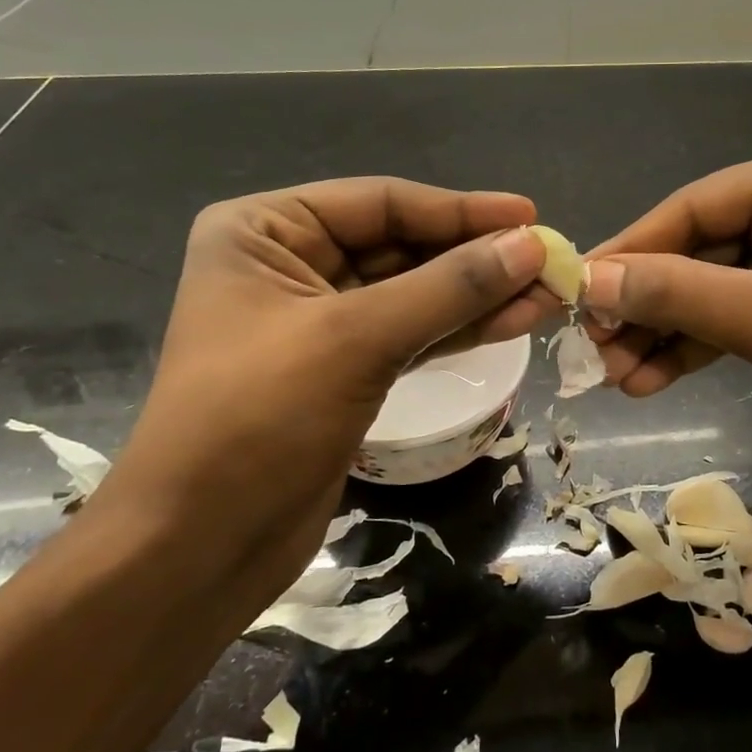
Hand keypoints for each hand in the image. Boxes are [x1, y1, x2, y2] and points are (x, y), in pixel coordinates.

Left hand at [102, 179, 546, 575]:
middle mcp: (291, 264)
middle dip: (477, 257)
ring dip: (480, 295)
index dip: (461, 210)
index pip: (382, 203)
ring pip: (416, 294)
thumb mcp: (357, 339)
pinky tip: (515, 322)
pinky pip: (414, 334)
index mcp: (265, 231)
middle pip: (403, 246)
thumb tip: (530, 245)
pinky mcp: (346, 370)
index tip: (530, 217)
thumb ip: (449, 287)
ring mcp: (321, 321)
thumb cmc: (257, 420)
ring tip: (549, 293)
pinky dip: (462, 329)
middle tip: (550, 261)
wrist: (200, 548)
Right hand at [581, 137, 751, 457]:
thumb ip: (680, 295)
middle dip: (646, 303)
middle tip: (593, 346)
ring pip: (709, 286)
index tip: (577, 288)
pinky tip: (649, 380)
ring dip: (662, 331)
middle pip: (698, 248)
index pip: (696, 206)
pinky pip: (732, 314)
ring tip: (613, 376)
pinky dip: (694, 346)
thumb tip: (592, 281)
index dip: (633, 249)